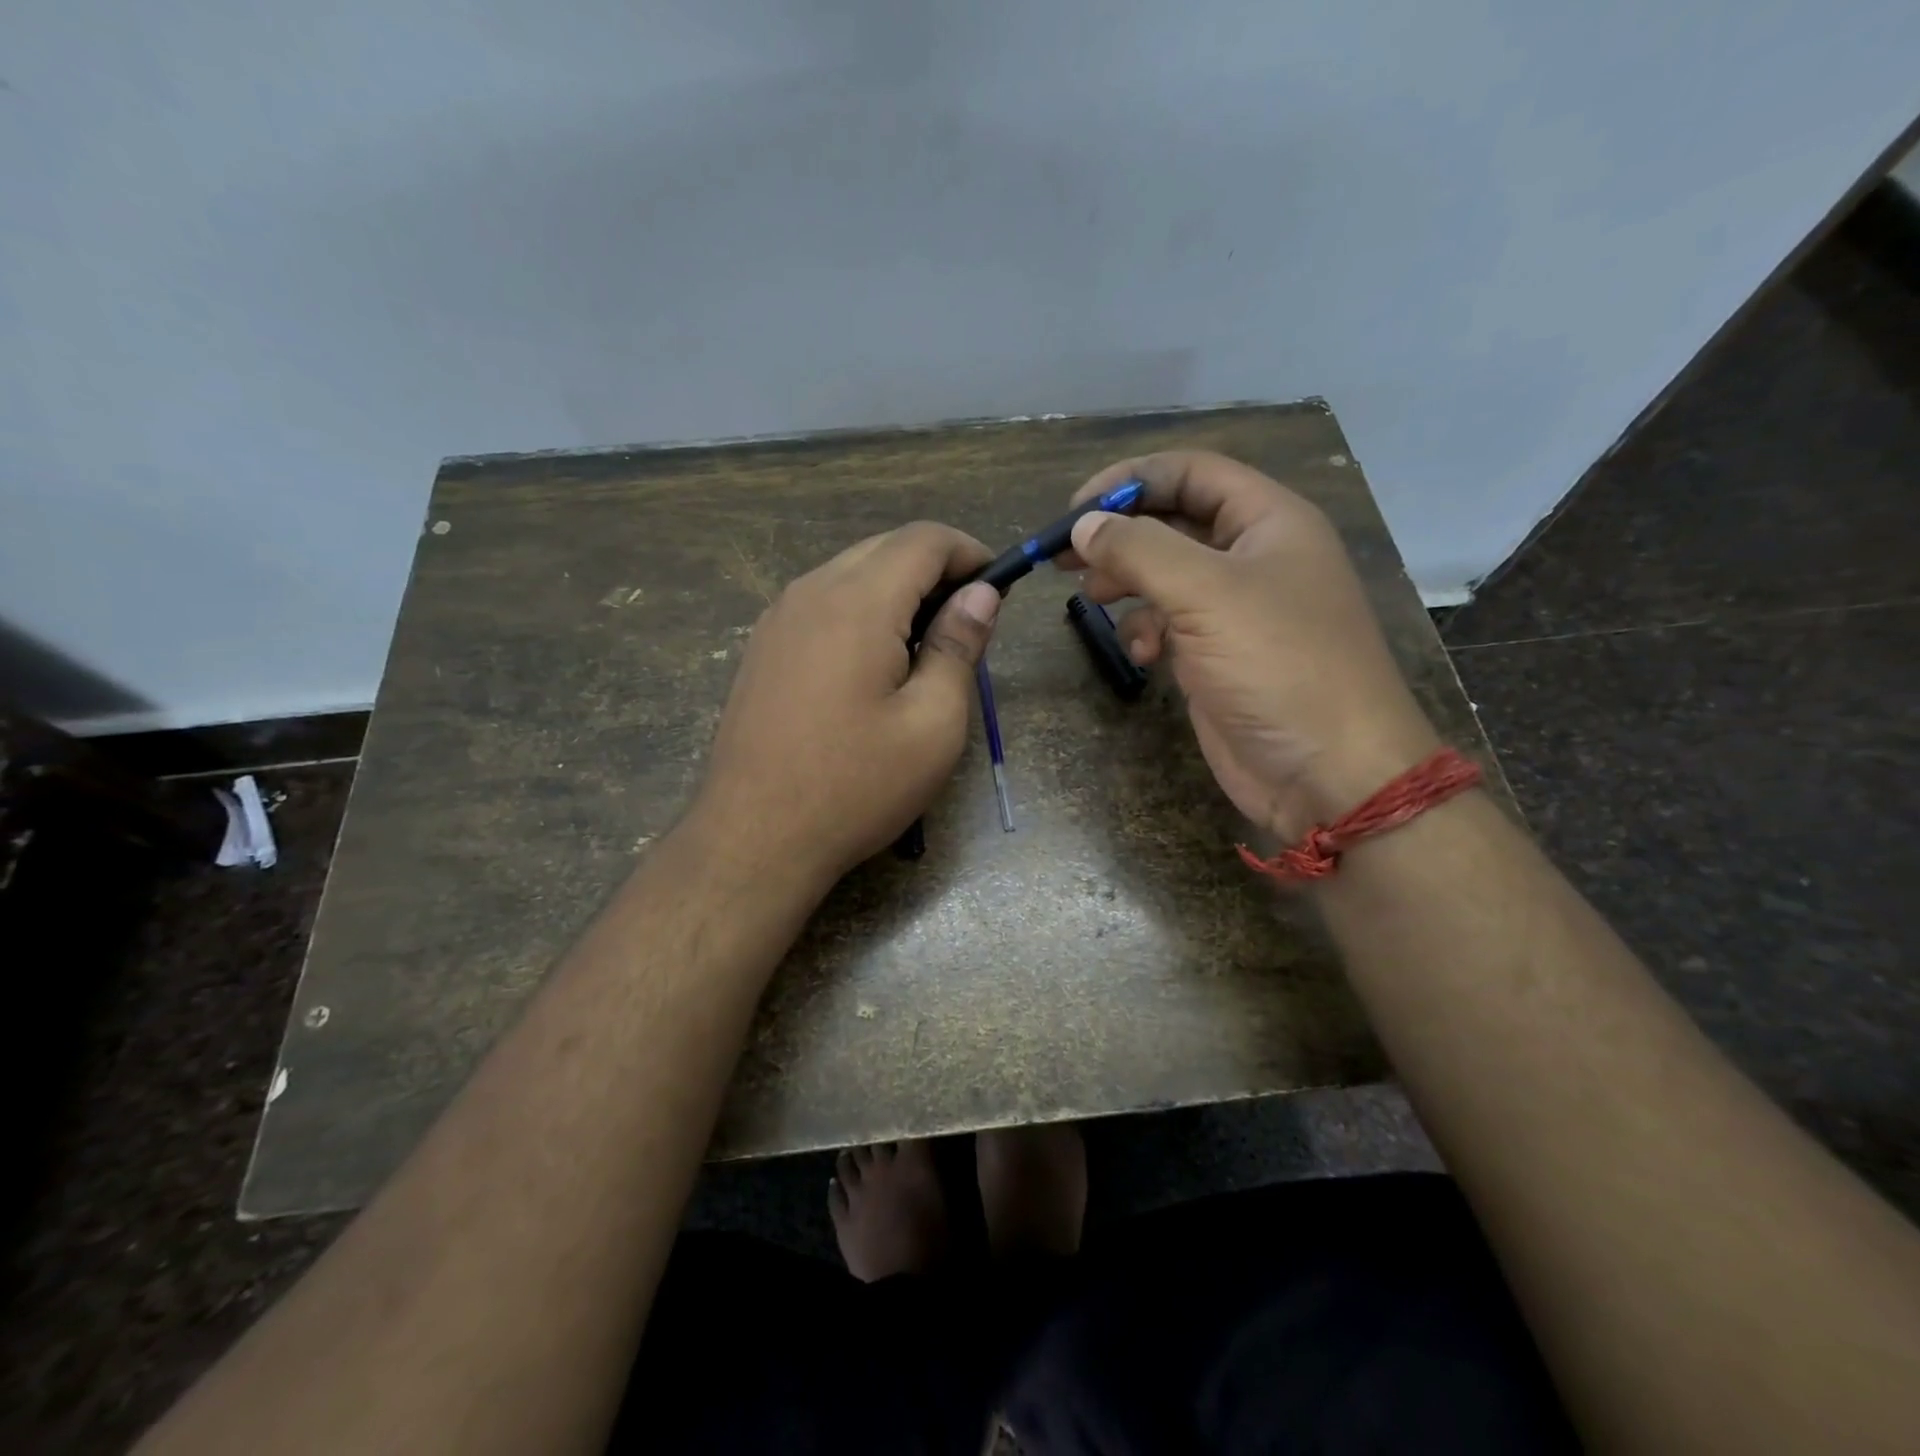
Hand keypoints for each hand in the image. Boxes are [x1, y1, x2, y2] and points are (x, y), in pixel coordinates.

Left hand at [692, 522, 999, 885]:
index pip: (924, 540)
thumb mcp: (932, 724)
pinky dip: (862, 610)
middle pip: (885, 548)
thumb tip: (981, 594)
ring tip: (926, 647)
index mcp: (857, 603)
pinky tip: (875, 663)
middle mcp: (811, 592)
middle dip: (936, 570)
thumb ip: (958, 647)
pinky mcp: (763, 647)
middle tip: (968, 623)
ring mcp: (778, 618)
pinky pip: (822, 602)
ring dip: (897, 590)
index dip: (970, 552)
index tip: (998, 587)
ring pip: (851, 572)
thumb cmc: (856, 787)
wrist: (755, 838)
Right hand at [1058, 451, 1440, 842]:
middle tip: (1064, 557)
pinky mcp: (1217, 655)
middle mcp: (1252, 556)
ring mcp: (1235, 609)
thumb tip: (1083, 526)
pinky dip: (1145, 630)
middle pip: (1172, 521)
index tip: (1075, 510)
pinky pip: (1168, 623)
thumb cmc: (1278, 666)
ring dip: (1126, 584)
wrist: (1327, 772)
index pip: (1191, 472)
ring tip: (1094, 601)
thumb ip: (1139, 550)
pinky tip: (1142, 655)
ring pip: (1164, 574)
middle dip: (1119, 536)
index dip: (1130, 480)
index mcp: (1268, 521)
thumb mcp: (1206, 594)